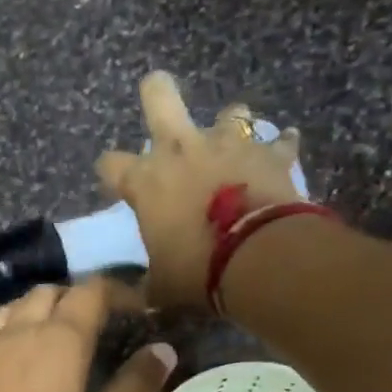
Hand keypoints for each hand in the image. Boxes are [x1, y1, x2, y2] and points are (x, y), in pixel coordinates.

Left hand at [0, 279, 176, 391]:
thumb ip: (134, 390)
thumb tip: (162, 350)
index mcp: (59, 341)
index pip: (91, 292)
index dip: (118, 291)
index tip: (138, 307)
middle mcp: (18, 333)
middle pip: (48, 293)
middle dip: (78, 297)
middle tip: (101, 323)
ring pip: (13, 309)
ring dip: (40, 310)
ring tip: (58, 336)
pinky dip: (11, 335)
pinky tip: (16, 365)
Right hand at [96, 72, 304, 307]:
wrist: (258, 258)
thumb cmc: (197, 271)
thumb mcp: (160, 288)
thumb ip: (144, 287)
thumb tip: (133, 299)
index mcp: (146, 181)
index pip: (110, 164)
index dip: (110, 172)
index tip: (116, 184)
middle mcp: (181, 149)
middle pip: (159, 96)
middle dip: (156, 92)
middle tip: (158, 98)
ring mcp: (228, 144)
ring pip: (229, 112)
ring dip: (229, 126)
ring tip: (233, 147)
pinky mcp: (269, 153)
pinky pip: (278, 142)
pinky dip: (278, 148)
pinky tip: (282, 155)